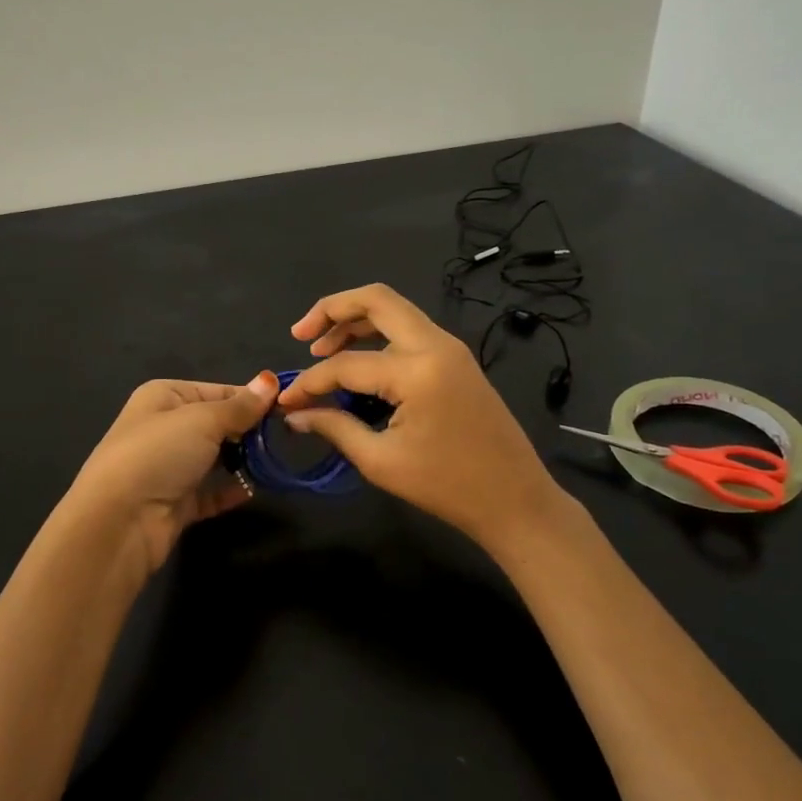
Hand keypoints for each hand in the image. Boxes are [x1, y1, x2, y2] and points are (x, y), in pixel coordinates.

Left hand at [67, 372, 279, 578]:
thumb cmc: (159, 454)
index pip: (217, 391)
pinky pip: (211, 492)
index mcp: (164, 397)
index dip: (250, 399)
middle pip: (217, 424)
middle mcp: (164, 428)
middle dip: (247, 431)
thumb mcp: (203, 420)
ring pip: (215, 458)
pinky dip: (230, 491)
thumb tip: (270, 379)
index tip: (285, 409)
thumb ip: (240, 405)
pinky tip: (252, 491)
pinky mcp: (176, 502)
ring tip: (270, 463)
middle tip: (281, 438)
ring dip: (241, 461)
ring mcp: (169, 467)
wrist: (119, 521)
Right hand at [278, 284, 567, 554]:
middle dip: (332, 309)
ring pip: (395, 311)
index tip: (286, 402)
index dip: (309, 382)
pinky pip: (410, 332)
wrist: (515, 500)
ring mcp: (450, 349)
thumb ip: (335, 428)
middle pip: (376, 300)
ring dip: (355, 321)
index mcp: (417, 370)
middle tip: (301, 335)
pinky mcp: (457, 361)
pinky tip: (358, 362)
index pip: (346, 365)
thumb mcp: (381, 461)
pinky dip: (378, 336)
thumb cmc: (446, 486)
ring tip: (321, 347)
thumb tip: (295, 414)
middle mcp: (435, 345)